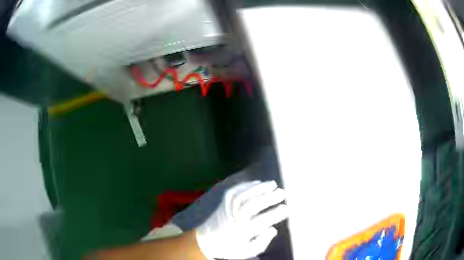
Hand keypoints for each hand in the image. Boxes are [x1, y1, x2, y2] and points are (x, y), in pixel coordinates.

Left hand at [195, 180, 287, 258]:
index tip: (286, 209)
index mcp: (242, 231)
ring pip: (245, 194)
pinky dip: (247, 185)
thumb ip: (261, 243)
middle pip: (253, 205)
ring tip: (273, 184)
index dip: (275, 214)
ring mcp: (227, 207)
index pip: (262, 221)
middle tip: (282, 193)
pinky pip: (236, 190)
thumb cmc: (229, 247)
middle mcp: (235, 217)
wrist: (206, 240)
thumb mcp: (246, 251)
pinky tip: (258, 183)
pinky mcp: (223, 201)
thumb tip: (273, 229)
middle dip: (269, 198)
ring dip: (260, 188)